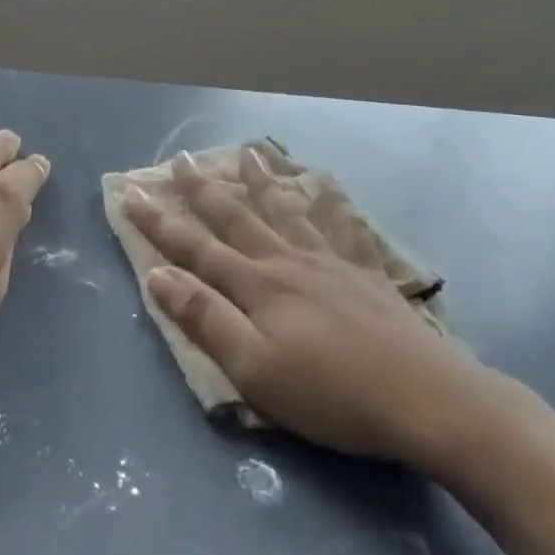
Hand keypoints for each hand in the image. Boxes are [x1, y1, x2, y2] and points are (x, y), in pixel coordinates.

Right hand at [124, 148, 497, 466]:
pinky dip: (330, 203)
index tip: (130, 193)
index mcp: (257, 286)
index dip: (159, 222)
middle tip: (180, 159)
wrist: (425, 398)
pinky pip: (341, 227)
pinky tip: (327, 186)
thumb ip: (206, 319)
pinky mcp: (365, 274)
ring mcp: (330, 263)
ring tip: (247, 155)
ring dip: (261, 184)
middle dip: (203, 190)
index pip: (195, 247)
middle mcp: (288, 262)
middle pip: (237, 219)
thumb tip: (157, 274)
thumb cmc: (330, 394)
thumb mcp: (253, 368)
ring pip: (286, 213)